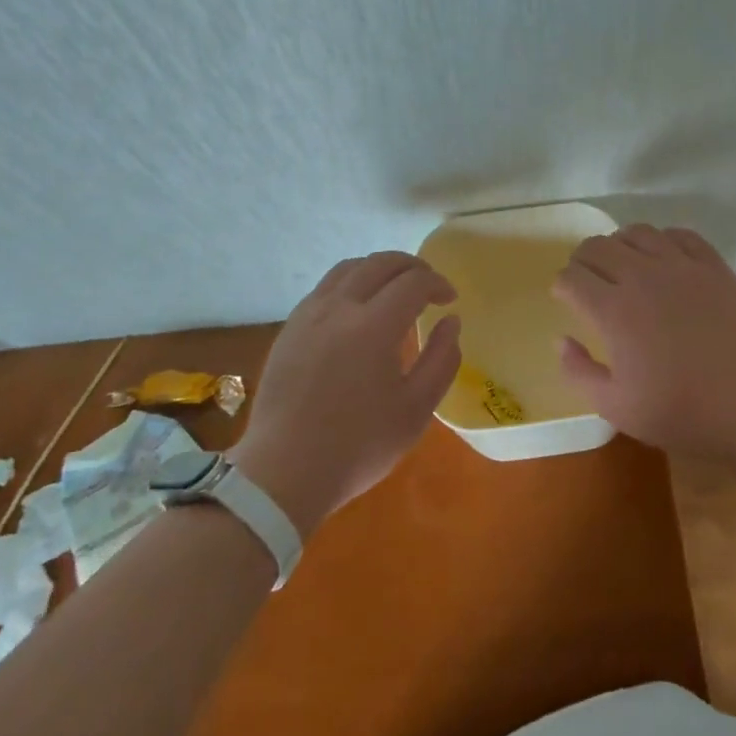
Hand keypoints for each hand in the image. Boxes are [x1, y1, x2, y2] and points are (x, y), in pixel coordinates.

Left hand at [230, 252, 460, 536]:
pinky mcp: (290, 328)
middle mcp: (339, 307)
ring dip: (378, 269)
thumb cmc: (358, 445)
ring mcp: (309, 314)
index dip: (437, 283)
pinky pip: (325, 287)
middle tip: (428, 284)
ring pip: (348, 268)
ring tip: (394, 288)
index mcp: (373, 326)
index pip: (413, 282)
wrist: (284, 472)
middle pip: (379, 263)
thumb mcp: (415, 411)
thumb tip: (451, 322)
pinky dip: (351, 283)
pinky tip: (357, 308)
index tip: (450, 300)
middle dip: (411, 266)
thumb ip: (441, 360)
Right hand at [551, 224, 735, 463]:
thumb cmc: (684, 411)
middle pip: (597, 246)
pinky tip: (665, 261)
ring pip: (636, 232)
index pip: (571, 277)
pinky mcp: (713, 265)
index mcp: (613, 310)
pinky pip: (679, 234)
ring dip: (621, 246)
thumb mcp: (618, 408)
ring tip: (625, 268)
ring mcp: (680, 266)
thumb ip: (580, 372)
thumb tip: (562, 340)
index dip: (562, 286)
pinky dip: (663, 241)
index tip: (566, 299)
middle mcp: (641, 276)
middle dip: (583, 261)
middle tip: (589, 282)